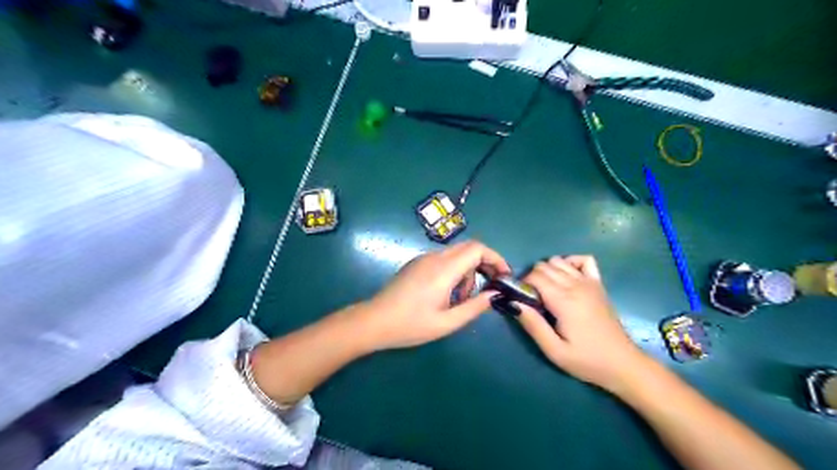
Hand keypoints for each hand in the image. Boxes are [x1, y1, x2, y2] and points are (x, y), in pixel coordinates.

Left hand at [365, 240, 514, 351]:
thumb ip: (474, 307)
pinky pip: (444, 260)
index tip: (503, 276)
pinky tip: (448, 294)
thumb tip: (495, 294)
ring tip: (463, 299)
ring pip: (456, 255)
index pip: (477, 249)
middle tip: (490, 286)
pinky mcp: (417, 263)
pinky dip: (455, 272)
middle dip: (484, 264)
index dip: (495, 258)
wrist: (374, 321)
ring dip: (468, 271)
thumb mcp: (447, 322)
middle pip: (468, 248)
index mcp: (444, 270)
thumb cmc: (411, 325)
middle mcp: (435, 258)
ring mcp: (424, 259)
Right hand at [517, 255, 646, 389]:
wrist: (623, 364)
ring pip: (559, 261)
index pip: (535, 276)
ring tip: (546, 291)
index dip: (522, 284)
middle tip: (532, 299)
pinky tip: (566, 277)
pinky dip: (571, 262)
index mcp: (564, 301)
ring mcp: (589, 282)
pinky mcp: (598, 284)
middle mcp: (576, 285)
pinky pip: (584, 260)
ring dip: (547, 271)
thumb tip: (513, 303)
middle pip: (544, 266)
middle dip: (532, 278)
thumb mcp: (554, 351)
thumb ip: (533, 325)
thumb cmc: (586, 360)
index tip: (521, 300)